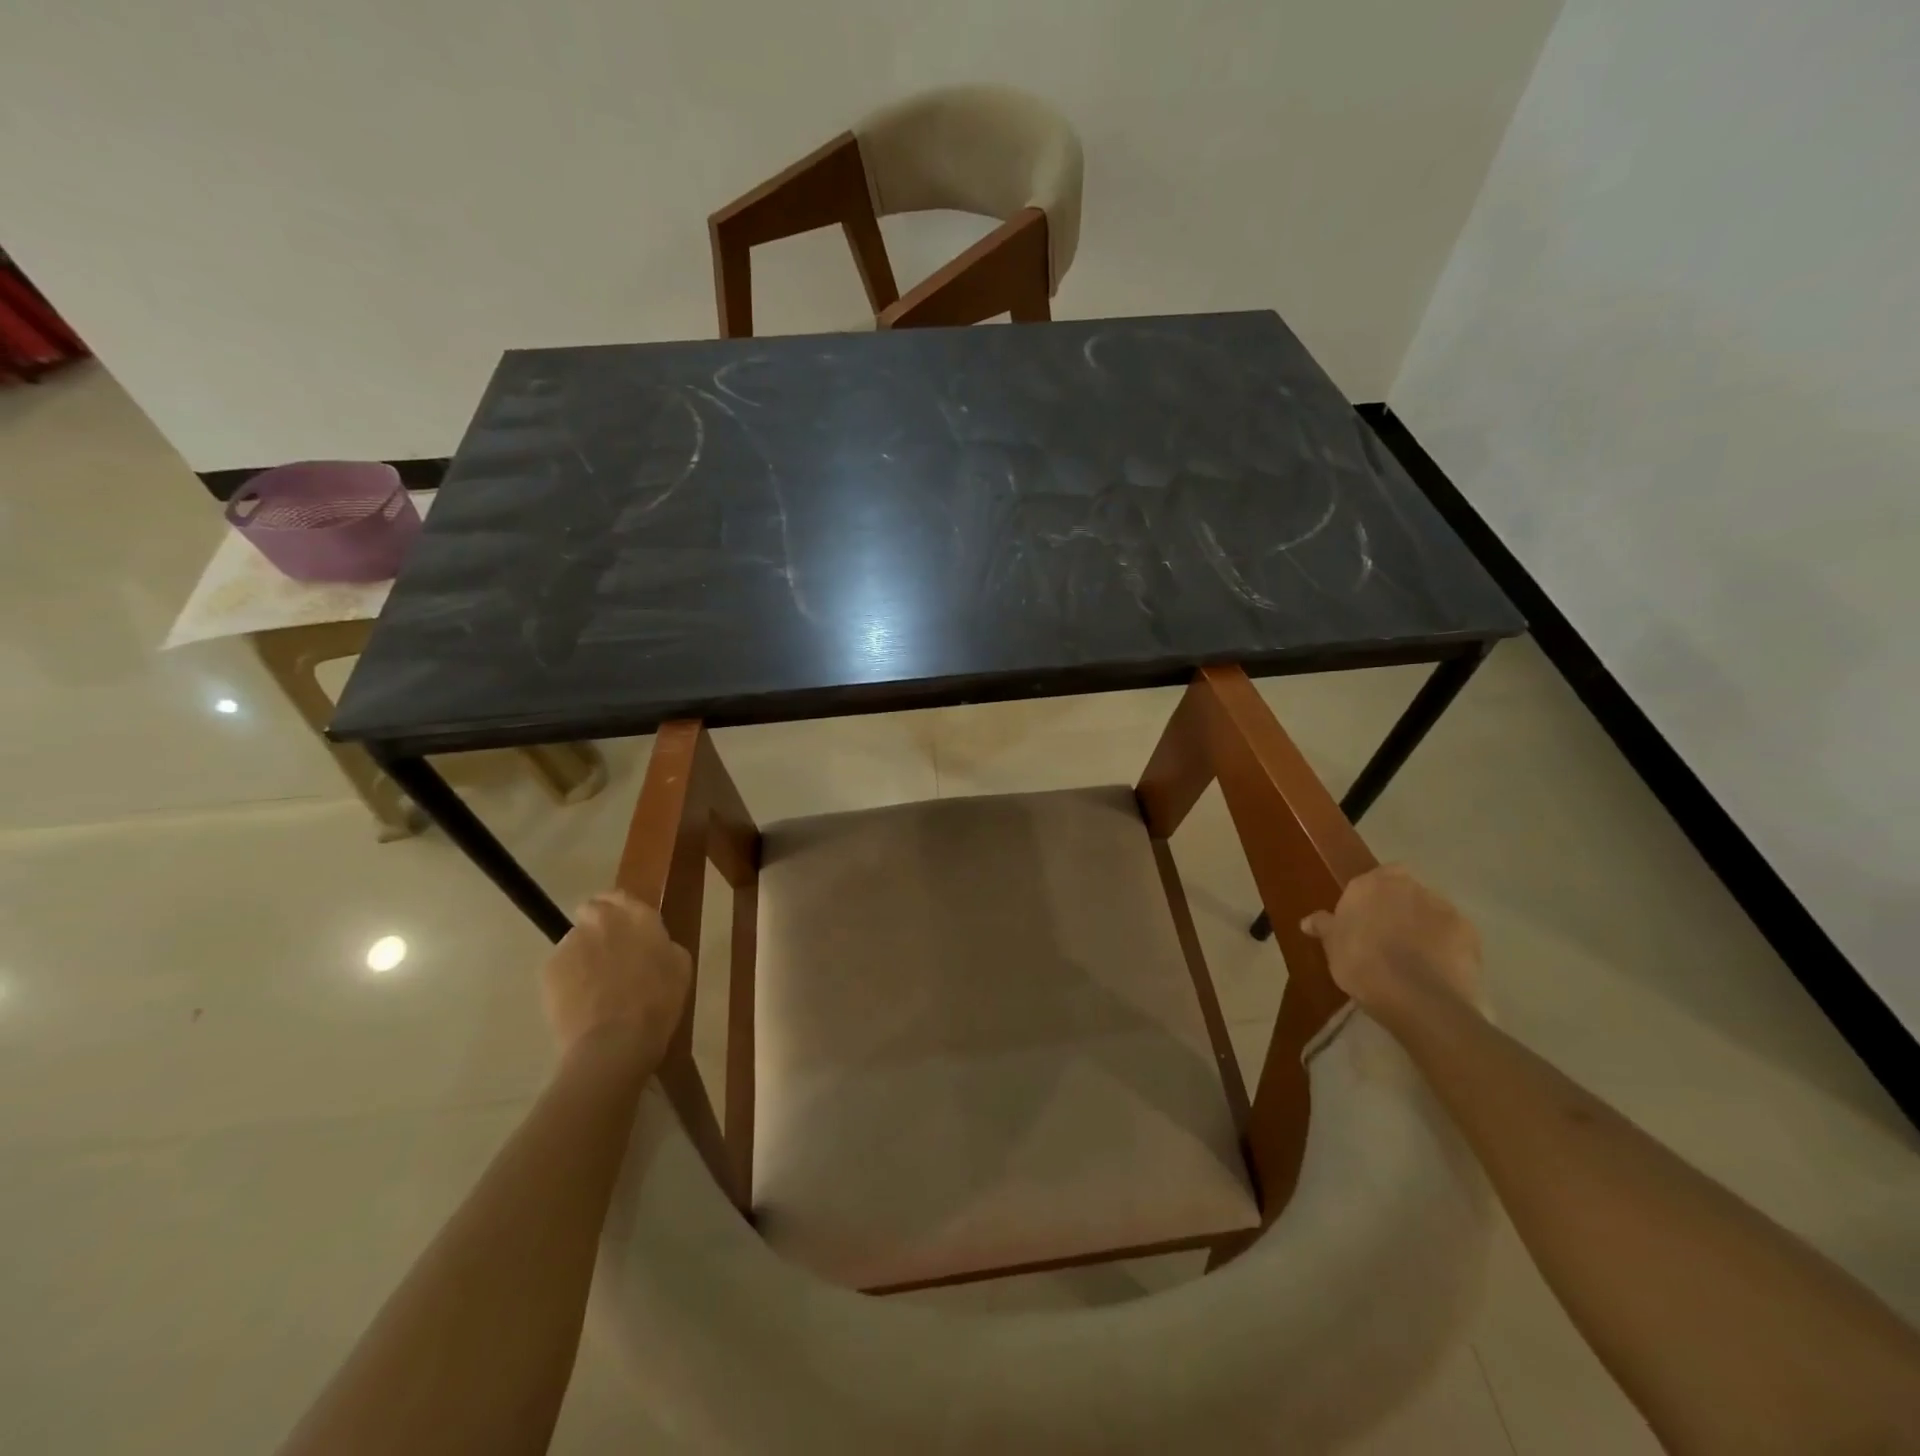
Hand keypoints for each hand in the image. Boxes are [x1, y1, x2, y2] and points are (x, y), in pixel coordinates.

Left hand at [540, 892, 691, 1073]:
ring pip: (574, 940)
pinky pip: (559, 967)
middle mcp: (603, 920)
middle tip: (609, 953)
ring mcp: (572, 943)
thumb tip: (651, 943)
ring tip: (593, 986)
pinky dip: (567, 979)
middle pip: (591, 910)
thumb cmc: (658, 1003)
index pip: (620, 895)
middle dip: (596, 926)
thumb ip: (662, 943)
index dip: (619, 909)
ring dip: (583, 954)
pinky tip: (579, 1002)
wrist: (614, 1041)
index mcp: (639, 916)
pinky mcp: (549, 968)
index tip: (624, 927)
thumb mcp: (679, 966)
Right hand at [1300, 866, 1481, 1021]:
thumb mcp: (1332, 946)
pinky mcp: (1471, 934)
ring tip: (1415, 955)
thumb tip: (1308, 921)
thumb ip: (1324, 927)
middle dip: (1400, 907)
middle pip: (1406, 890)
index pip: (1376, 876)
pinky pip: (1454, 934)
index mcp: (1371, 884)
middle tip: (1388, 935)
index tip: (1366, 916)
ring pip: (1432, 911)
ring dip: (1425, 925)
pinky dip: (1447, 945)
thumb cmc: (1362, 963)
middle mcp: (1409, 887)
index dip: (1373, 895)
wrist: (1418, 997)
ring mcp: (1444, 908)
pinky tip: (1437, 968)